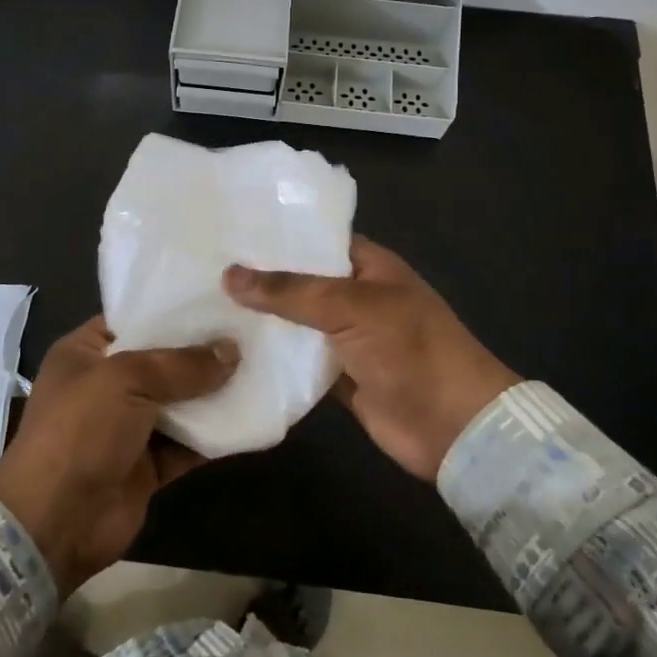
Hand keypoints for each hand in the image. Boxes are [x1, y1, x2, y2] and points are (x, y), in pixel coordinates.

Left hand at [0, 317, 236, 595]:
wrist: (55, 522)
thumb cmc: (80, 431)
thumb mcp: (126, 380)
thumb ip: (181, 364)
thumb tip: (232, 351)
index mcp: (85, 352)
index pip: (133, 318)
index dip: (173, 309)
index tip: (218, 298)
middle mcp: (107, 385)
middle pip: (162, 360)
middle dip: (203, 350)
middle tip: (251, 330)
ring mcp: (128, 426)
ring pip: (180, 402)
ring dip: (214, 392)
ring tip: (261, 366)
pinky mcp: (148, 464)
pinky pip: (188, 443)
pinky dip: (215, 434)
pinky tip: (251, 415)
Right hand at [224, 236, 518, 481]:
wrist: (452, 425)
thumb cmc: (410, 348)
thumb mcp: (350, 306)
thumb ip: (290, 291)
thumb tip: (230, 275)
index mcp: (370, 266)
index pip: (317, 239)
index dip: (278, 235)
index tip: (229, 231)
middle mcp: (357, 297)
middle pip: (302, 282)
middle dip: (261, 279)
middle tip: (203, 268)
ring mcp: (348, 339)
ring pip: (296, 323)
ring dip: (262, 320)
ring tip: (204, 305)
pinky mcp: (339, 377)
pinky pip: (299, 361)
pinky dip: (274, 359)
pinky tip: (230, 350)